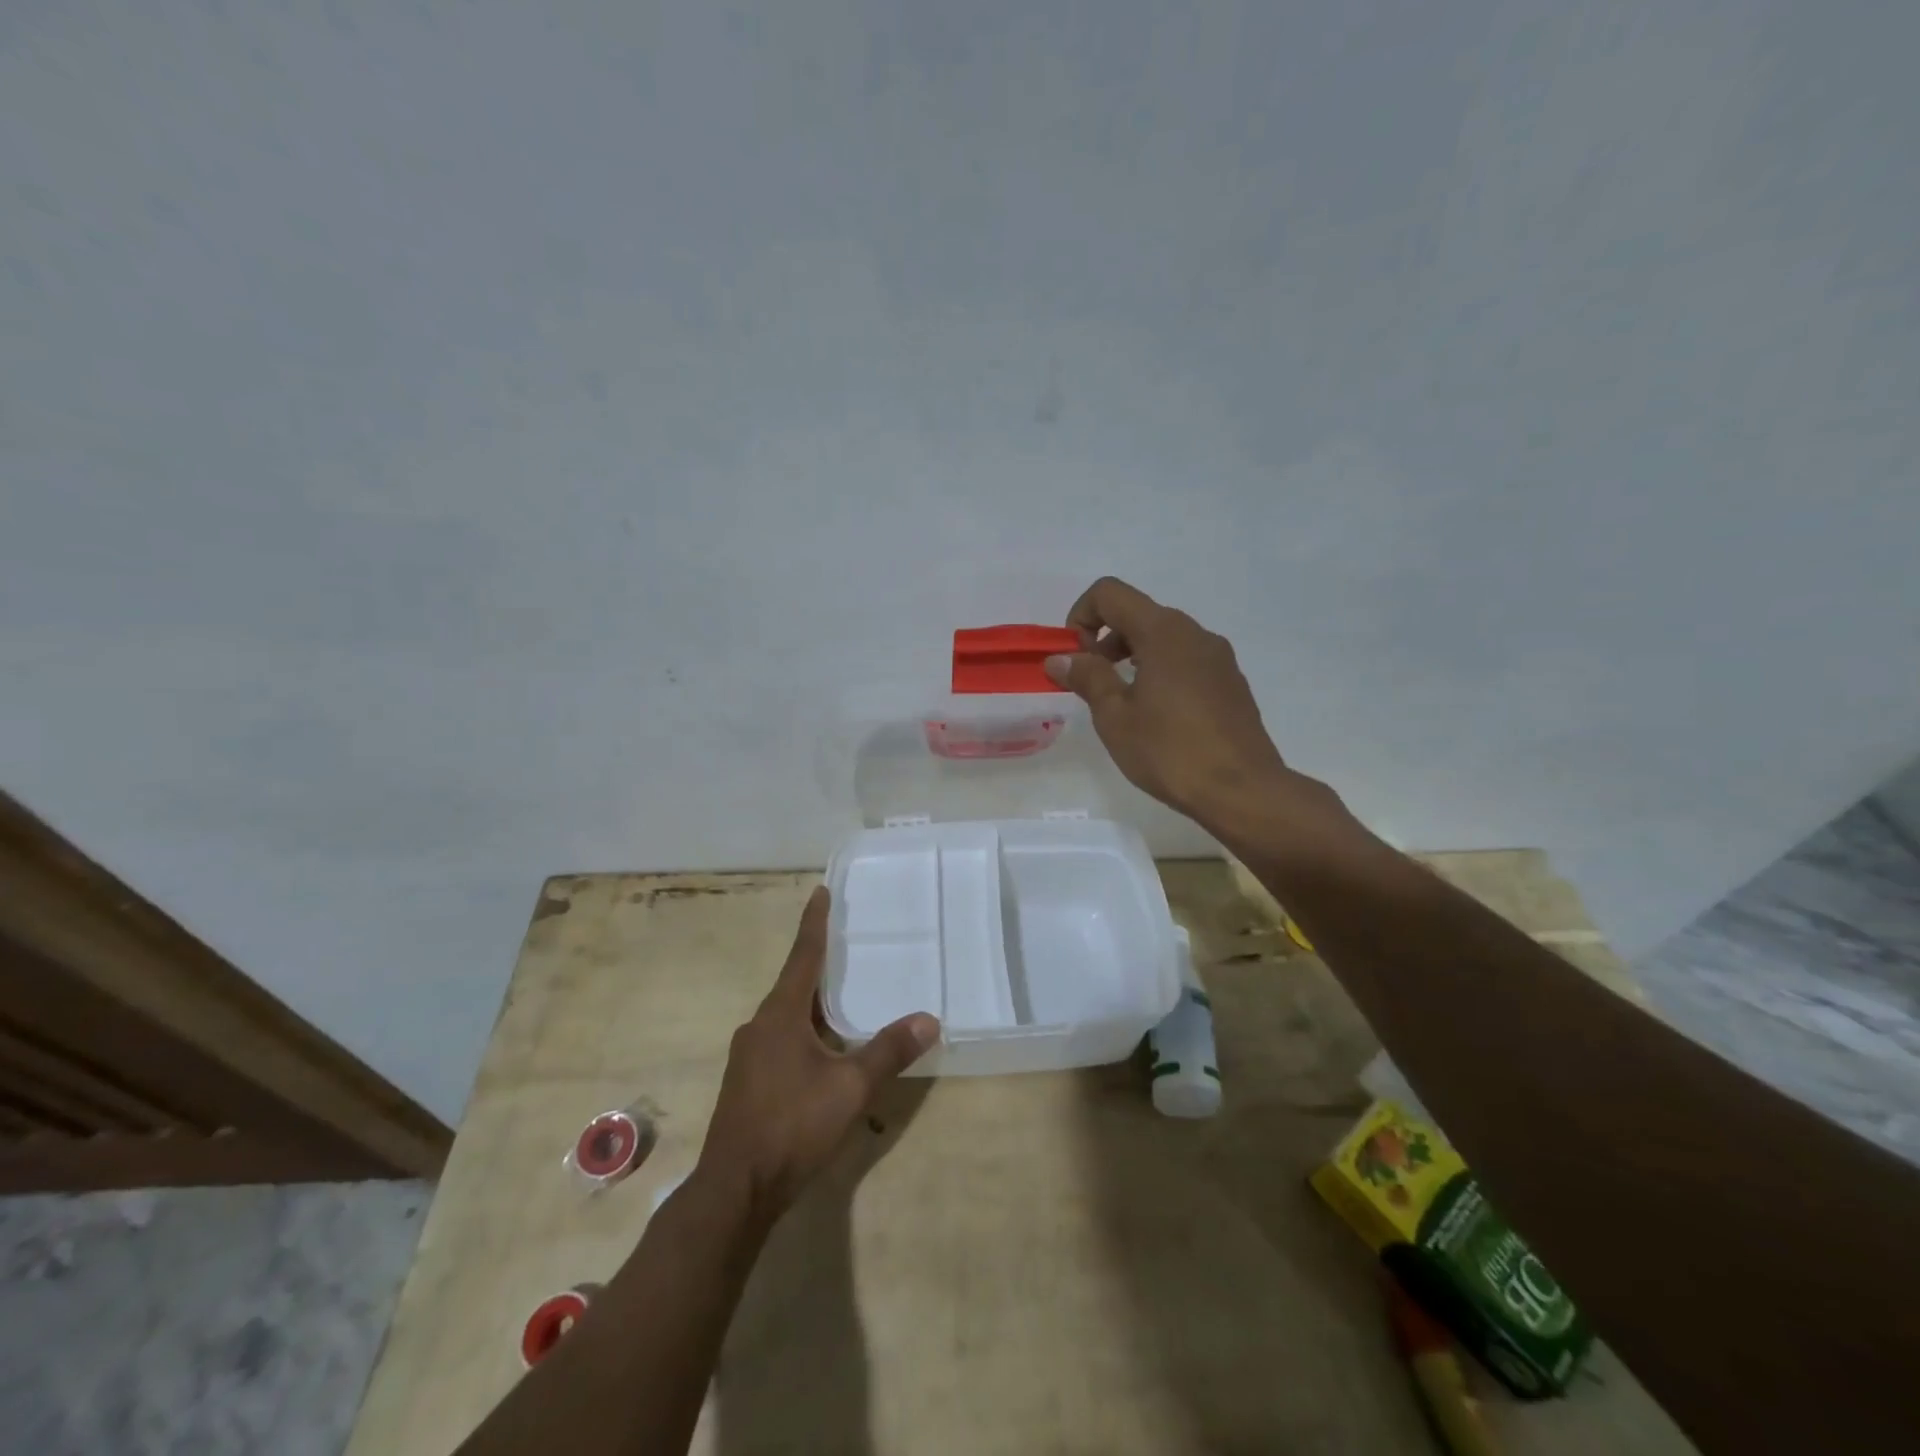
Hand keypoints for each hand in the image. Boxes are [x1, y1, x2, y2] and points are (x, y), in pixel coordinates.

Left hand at [695, 887, 938, 1226]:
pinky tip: (824, 1050)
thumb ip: (888, 1051)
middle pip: (794, 984)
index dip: (815, 923)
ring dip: (813, 1002)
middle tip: (847, 944)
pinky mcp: (747, 1083)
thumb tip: (929, 1019)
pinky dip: (805, 1031)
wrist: (734, 1191)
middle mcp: (759, 1026)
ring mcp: (749, 1056)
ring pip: (787, 1016)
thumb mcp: (850, 1088)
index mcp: (780, 1015)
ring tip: (843, 996)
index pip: (803, 956)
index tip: (820, 891)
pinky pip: (781, 1040)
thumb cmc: (792, 1126)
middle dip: (819, 964)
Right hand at [1044, 577, 1293, 827]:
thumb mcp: (1115, 717)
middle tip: (1091, 683)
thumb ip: (1087, 677)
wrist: (1242, 791)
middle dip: (1104, 639)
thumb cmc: (1170, 751)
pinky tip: (1157, 717)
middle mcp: (1194, 633)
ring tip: (1121, 703)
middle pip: (1138, 613)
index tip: (1075, 658)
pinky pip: (1185, 661)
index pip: (1110, 593)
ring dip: (1131, 656)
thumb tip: (1059, 658)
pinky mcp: (1231, 682)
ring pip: (1163, 638)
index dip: (1081, 615)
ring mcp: (1218, 657)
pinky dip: (1159, 672)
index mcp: (1164, 632)